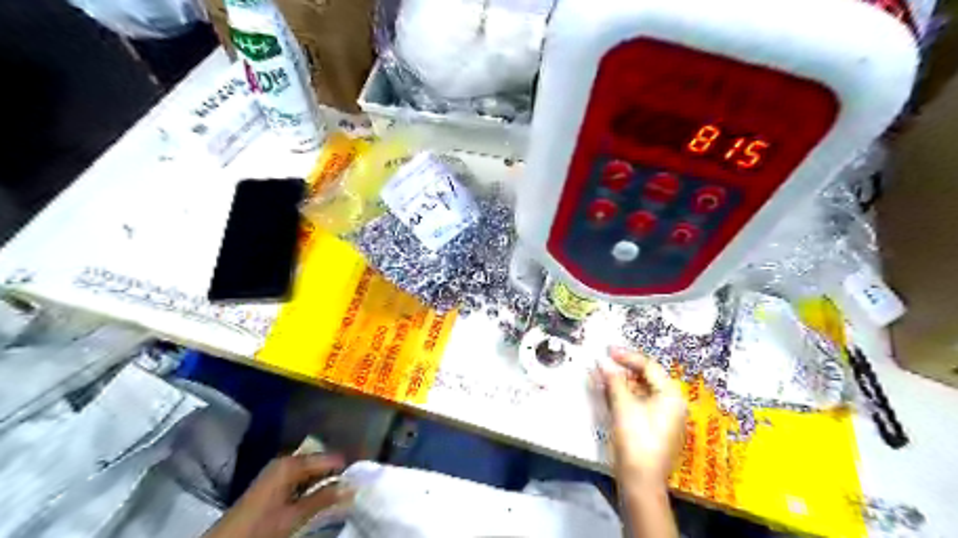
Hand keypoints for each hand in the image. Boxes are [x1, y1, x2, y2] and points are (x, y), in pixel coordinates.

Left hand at [204, 455, 350, 536]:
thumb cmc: (260, 528)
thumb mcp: (294, 516)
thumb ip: (323, 499)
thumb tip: (352, 487)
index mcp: (291, 464)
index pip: (329, 458)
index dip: (345, 469)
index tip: (360, 479)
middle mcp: (285, 461)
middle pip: (319, 462)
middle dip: (335, 474)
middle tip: (351, 487)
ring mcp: (278, 471)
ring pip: (311, 471)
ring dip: (324, 481)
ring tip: (339, 493)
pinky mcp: (273, 482)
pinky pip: (300, 478)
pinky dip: (311, 487)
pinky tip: (319, 498)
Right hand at [601, 346, 685, 488]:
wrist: (640, 482)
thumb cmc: (636, 440)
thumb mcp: (623, 406)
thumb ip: (613, 380)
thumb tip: (601, 362)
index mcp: (671, 395)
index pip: (649, 366)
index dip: (626, 356)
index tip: (607, 350)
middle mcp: (672, 403)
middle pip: (646, 378)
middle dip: (622, 369)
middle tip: (602, 362)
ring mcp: (663, 417)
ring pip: (640, 391)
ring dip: (620, 382)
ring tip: (600, 375)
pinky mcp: (653, 428)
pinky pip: (638, 403)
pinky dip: (623, 396)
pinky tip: (607, 392)